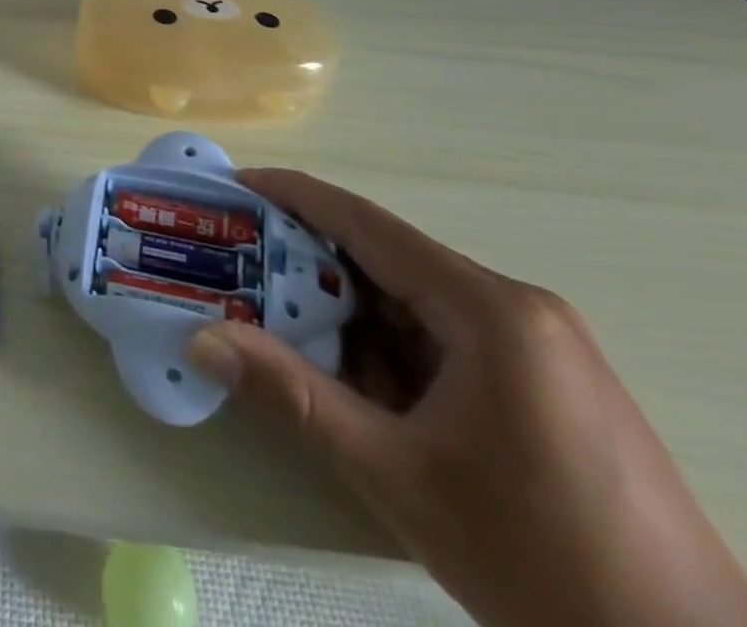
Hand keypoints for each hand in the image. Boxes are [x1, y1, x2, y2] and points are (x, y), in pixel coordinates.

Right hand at [186, 170, 746, 626]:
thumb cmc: (542, 562)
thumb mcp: (397, 475)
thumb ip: (293, 395)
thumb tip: (203, 340)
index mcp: (489, 310)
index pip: (369, 225)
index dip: (295, 196)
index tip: (236, 184)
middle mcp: (516, 308)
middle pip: (388, 262)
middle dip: (310, 264)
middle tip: (240, 264)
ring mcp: (537, 346)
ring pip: (413, 304)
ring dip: (348, 315)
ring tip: (277, 323)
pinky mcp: (544, 382)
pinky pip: (443, 340)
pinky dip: (388, 350)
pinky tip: (350, 379)